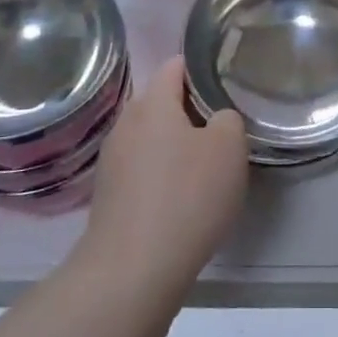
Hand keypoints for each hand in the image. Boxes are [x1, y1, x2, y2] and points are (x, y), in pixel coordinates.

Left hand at [80, 57, 247, 294]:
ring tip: (203, 167)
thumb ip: (228, 120)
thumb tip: (215, 121)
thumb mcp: (229, 148)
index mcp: (153, 103)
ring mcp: (112, 160)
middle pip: (160, 102)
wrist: (132, 269)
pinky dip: (160, 175)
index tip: (224, 85)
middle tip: (221, 130)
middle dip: (189, 111)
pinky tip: (179, 199)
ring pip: (150, 138)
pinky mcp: (107, 195)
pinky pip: (141, 169)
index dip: (201, 69)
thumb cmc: (187, 196)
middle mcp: (126, 123)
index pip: (175, 66)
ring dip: (174, 145)